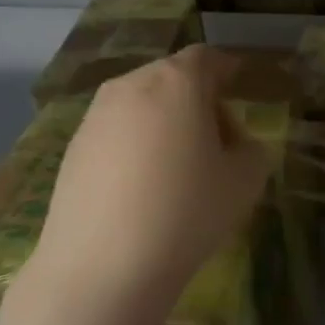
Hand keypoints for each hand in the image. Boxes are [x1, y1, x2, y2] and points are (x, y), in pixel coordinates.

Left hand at [19, 47, 272, 318]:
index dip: (228, 70)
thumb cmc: (187, 212)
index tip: (241, 88)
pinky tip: (143, 189)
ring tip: (179, 170)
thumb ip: (252, 149)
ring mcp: (95, 116)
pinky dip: (136, 146)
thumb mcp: (245, 181)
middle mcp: (131, 85)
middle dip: (199, 101)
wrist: (103, 266)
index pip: (208, 58)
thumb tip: (236, 144)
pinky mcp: (73, 148)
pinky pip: (117, 133)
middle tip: (218, 142)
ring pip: (142, 105)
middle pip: (173, 79)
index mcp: (177, 82)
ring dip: (165, 123)